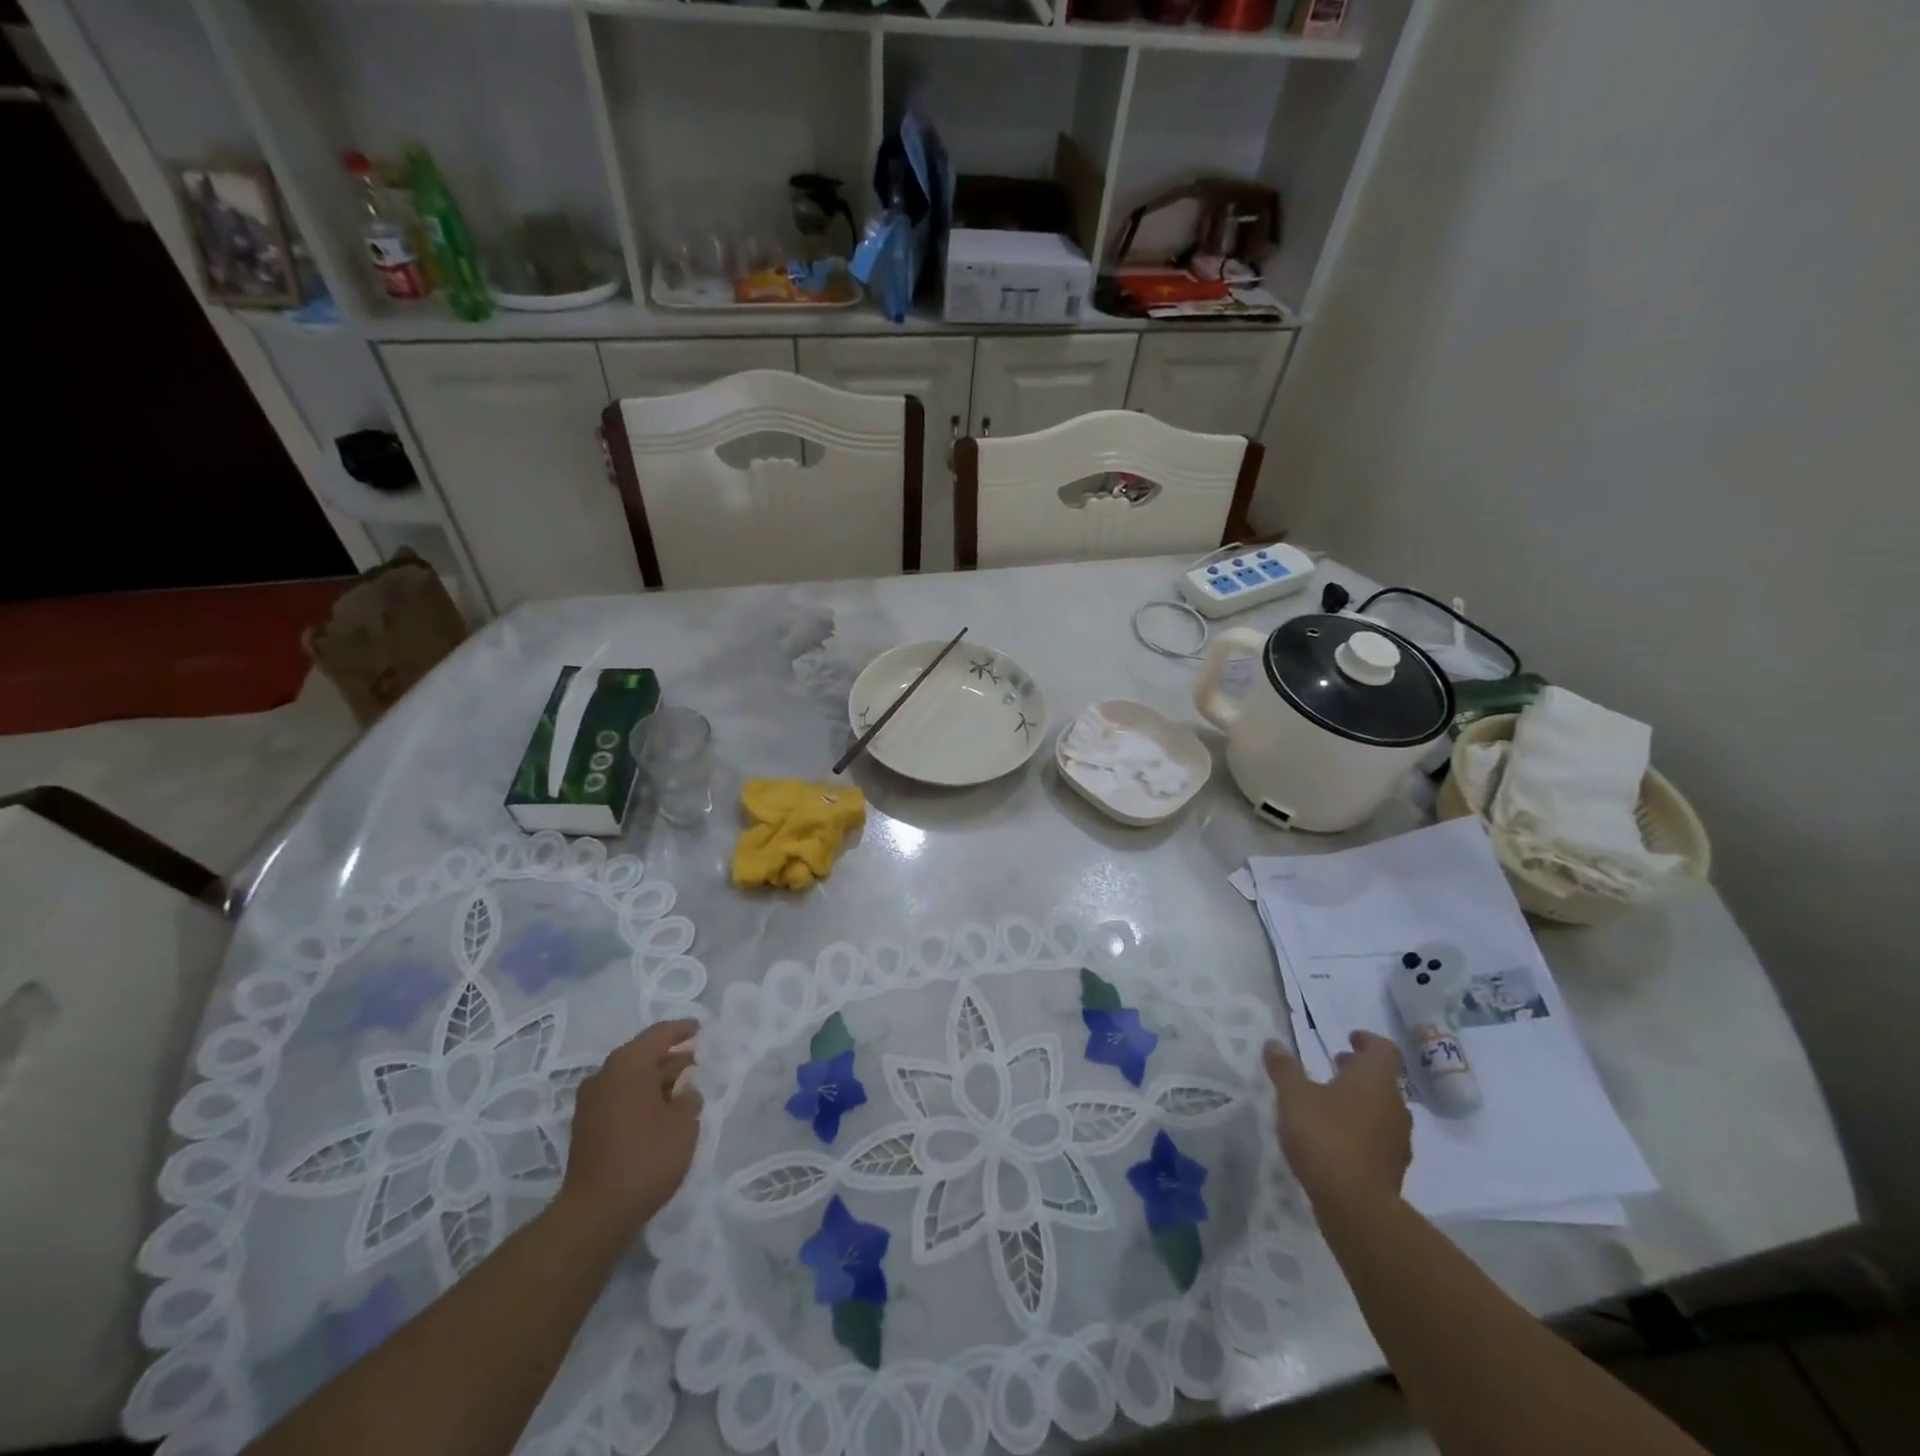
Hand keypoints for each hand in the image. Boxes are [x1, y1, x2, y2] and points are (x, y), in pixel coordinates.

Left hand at [560, 1019, 701, 1231]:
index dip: (682, 1029)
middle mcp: (604, 1075)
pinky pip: (620, 1098)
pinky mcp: (586, 1127)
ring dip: (657, 1082)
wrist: (596, 1213)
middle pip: (643, 1056)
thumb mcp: (683, 1123)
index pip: (659, 1034)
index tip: (701, 1029)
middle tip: (699, 1065)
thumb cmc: (646, 1157)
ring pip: (631, 1079)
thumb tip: (686, 1088)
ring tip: (684, 1092)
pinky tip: (662, 1114)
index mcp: (628, 1064)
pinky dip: (641, 1099)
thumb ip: (690, 1096)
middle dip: (672, 1060)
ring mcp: (591, 1103)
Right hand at [1265, 1031, 1412, 1213]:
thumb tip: (1274, 1043)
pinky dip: (1362, 1129)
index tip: (1350, 1039)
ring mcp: (1397, 1140)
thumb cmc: (1325, 1136)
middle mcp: (1394, 1105)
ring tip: (1331, 1103)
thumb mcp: (1293, 1096)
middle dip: (1359, 1071)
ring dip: (1361, 1100)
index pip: (1384, 1050)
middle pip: (1383, 1079)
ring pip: (1382, 1109)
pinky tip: (1337, 1138)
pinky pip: (1379, 1137)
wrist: (1356, 1206)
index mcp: (1374, 1080)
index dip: (1368, 1041)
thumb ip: (1284, 1068)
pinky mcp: (1393, 1168)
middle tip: (1336, 1065)